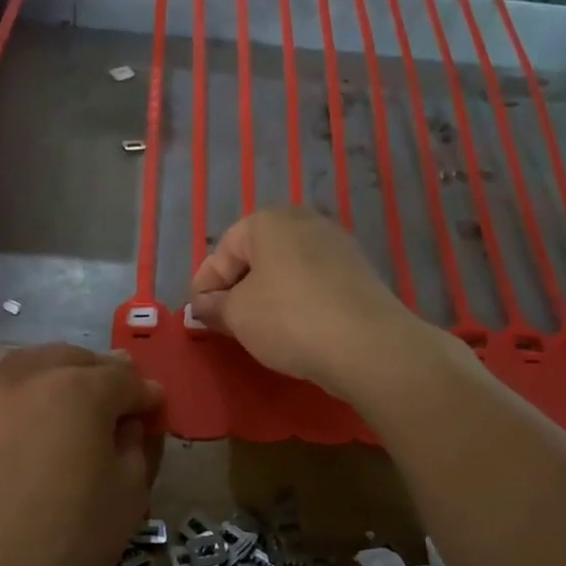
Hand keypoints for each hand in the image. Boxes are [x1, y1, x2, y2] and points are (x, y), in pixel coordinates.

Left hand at [0, 346, 162, 565]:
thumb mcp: (127, 497)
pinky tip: (19, 430)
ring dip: (54, 378)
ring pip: (27, 366)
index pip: (125, 377)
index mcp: (80, 389)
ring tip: (64, 407)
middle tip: (113, 403)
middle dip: (100, 375)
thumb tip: (125, 425)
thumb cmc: (66, 541)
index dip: (145, 394)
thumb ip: (134, 446)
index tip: (154, 409)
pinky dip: (15, 401)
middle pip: (73, 359)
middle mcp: (28, 376)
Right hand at [190, 207, 419, 394]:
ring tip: (257, 328)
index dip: (205, 285)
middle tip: (224, 321)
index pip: (223, 251)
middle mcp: (304, 221)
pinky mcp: (358, 271)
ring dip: (267, 295)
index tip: (197, 315)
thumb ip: (213, 307)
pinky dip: (297, 300)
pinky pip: (313, 282)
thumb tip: (202, 306)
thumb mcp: (238, 315)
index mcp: (268, 221)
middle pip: (257, 255)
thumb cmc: (289, 319)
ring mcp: (337, 244)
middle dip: (237, 288)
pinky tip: (293, 328)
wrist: (368, 344)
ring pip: (287, 269)